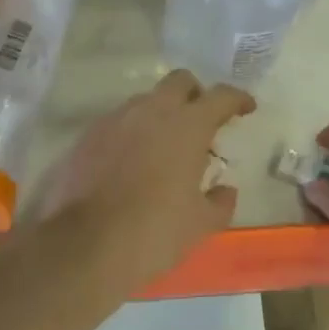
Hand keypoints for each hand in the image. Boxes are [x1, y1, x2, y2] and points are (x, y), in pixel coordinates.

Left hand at [34, 70, 253, 293]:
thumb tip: (226, 190)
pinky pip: (117, 122)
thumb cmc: (153, 232)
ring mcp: (115, 120)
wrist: (82, 248)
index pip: (221, 96)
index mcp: (188, 126)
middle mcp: (152, 111)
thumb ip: (220, 202)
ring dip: (160, 114)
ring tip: (164, 146)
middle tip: (201, 121)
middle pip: (180, 81)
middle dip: (195, 94)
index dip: (237, 99)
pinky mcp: (87, 137)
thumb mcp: (200, 225)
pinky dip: (131, 133)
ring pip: (145, 100)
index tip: (246, 108)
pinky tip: (131, 162)